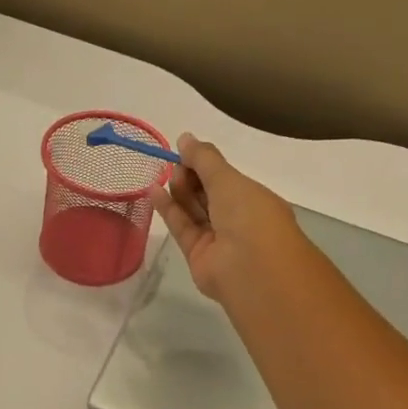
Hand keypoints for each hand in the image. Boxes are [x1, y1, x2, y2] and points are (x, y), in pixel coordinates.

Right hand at [150, 134, 309, 304]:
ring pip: (194, 210)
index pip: (226, 178)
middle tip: (175, 165)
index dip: (205, 164)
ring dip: (178, 191)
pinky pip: (182, 228)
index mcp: (254, 199)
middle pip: (208, 194)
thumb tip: (185, 138)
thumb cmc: (250, 216)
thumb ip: (204, 159)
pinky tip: (153, 190)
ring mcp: (218, 239)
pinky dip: (169, 210)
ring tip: (162, 174)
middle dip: (191, 177)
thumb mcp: (228, 179)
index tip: (184, 151)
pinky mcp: (198, 255)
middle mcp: (238, 219)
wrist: (252, 270)